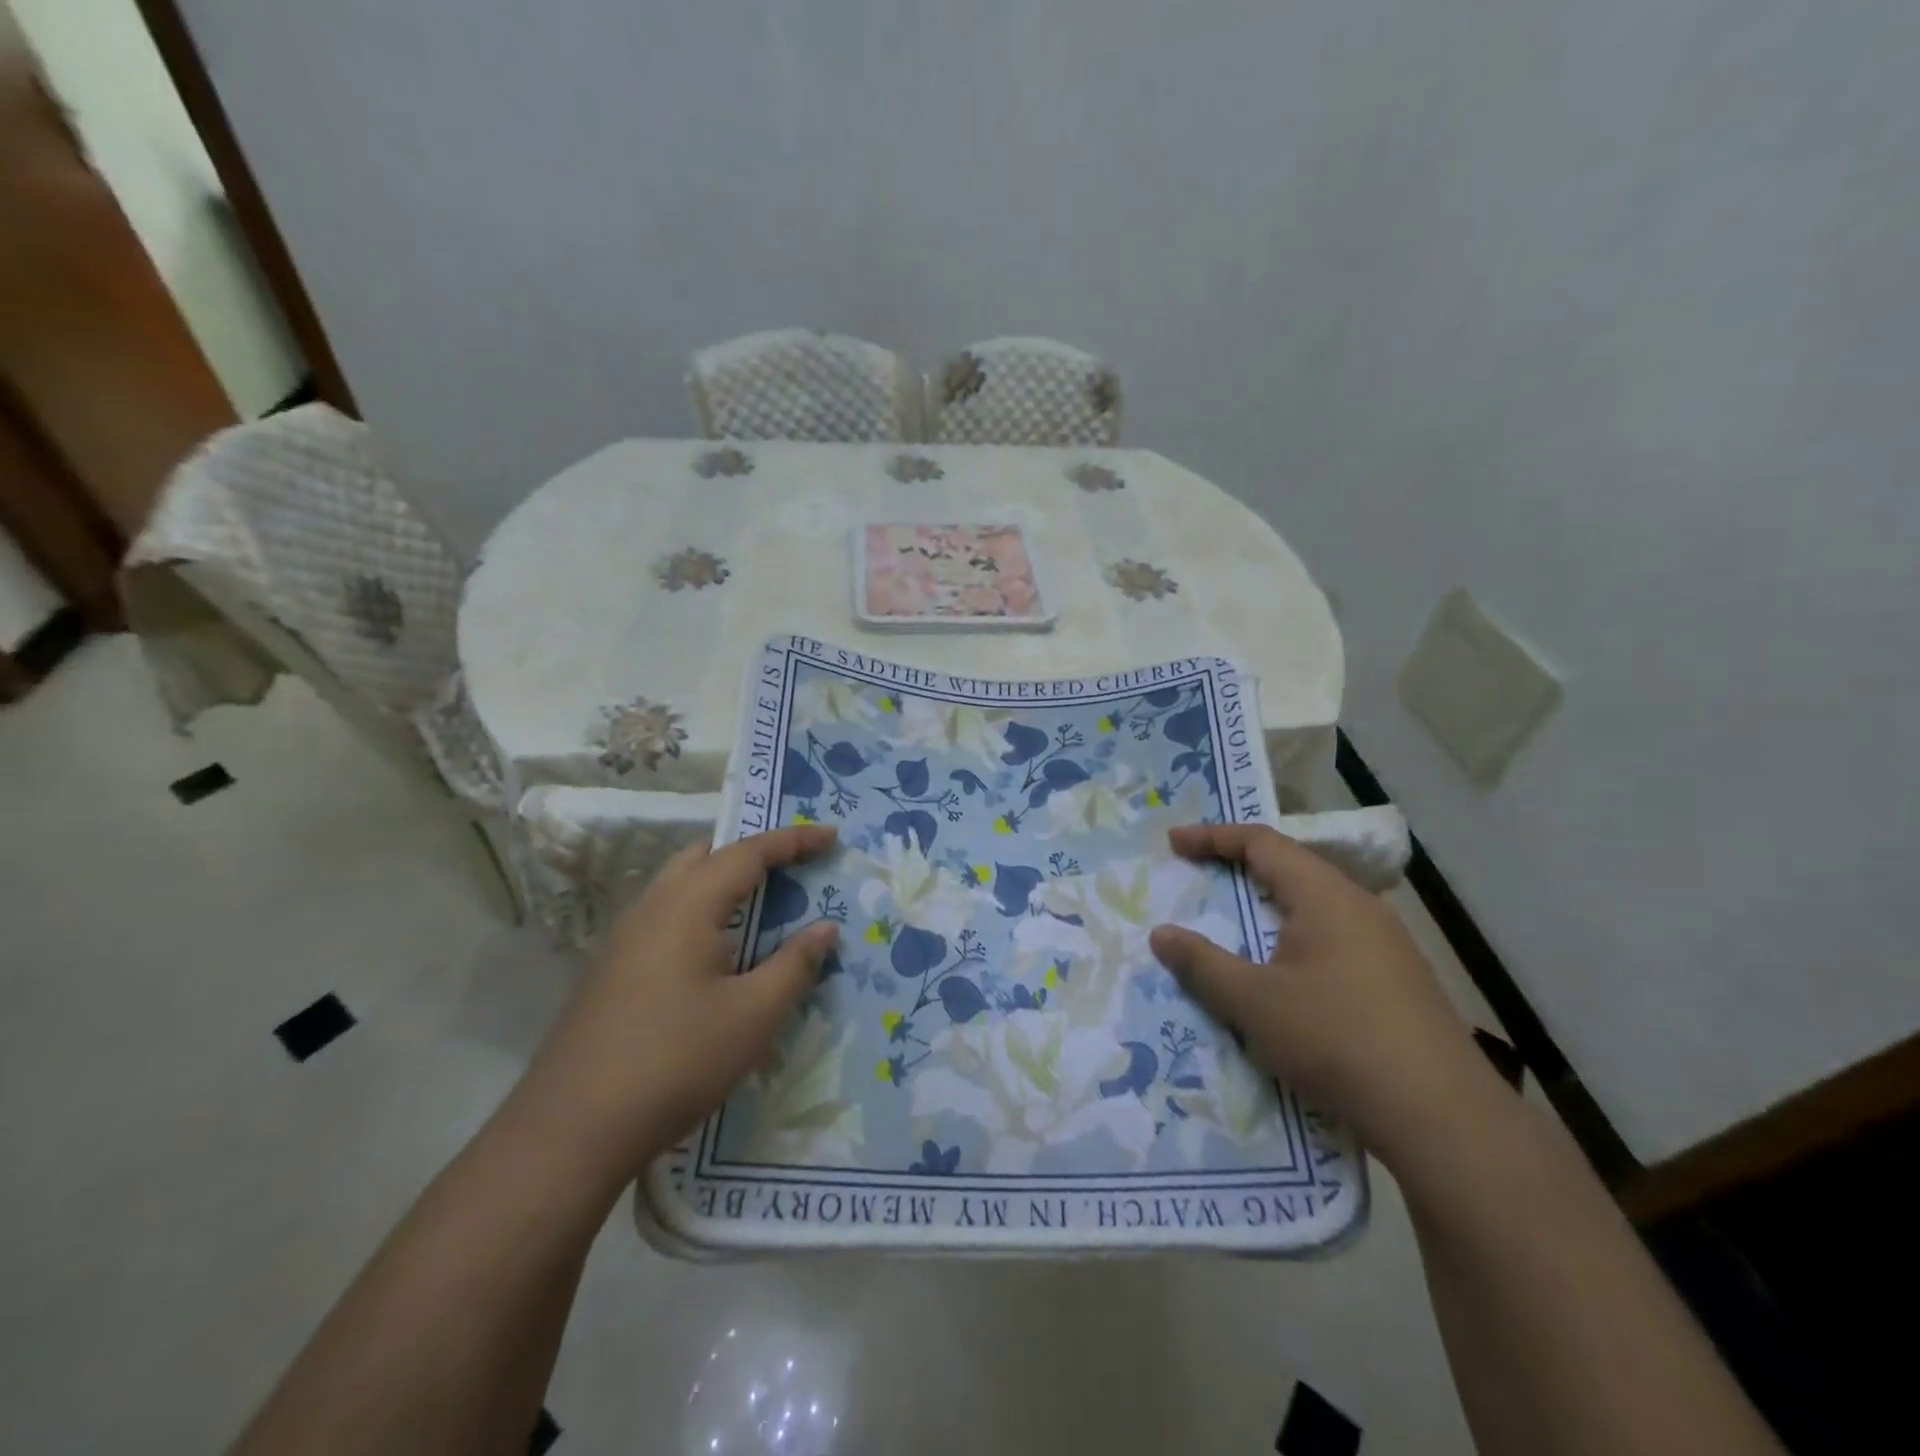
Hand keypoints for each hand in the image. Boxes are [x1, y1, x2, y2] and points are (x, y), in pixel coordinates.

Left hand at [517, 825, 840, 1182]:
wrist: (570, 1132)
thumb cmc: (675, 1061)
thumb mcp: (752, 1015)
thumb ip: (794, 965)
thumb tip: (825, 929)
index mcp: (687, 904)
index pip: (748, 852)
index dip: (793, 840)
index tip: (831, 835)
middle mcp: (652, 907)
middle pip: (707, 856)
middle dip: (753, 852)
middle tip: (794, 866)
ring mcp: (626, 939)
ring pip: (682, 886)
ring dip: (726, 883)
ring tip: (765, 904)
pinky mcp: (614, 970)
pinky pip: (669, 917)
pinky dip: (705, 911)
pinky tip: (720, 952)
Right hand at [1149, 823, 1497, 1163]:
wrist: (1442, 1117)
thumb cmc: (1336, 1039)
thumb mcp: (1253, 1002)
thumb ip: (1202, 964)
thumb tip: (1160, 934)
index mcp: (1324, 896)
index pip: (1262, 843)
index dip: (1213, 837)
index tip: (1174, 843)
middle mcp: (1360, 907)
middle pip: (1291, 868)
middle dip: (1241, 868)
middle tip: (1200, 877)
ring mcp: (1387, 944)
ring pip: (1315, 906)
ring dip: (1270, 907)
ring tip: (1237, 925)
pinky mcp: (1399, 981)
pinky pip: (1334, 939)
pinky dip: (1295, 939)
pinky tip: (1286, 976)